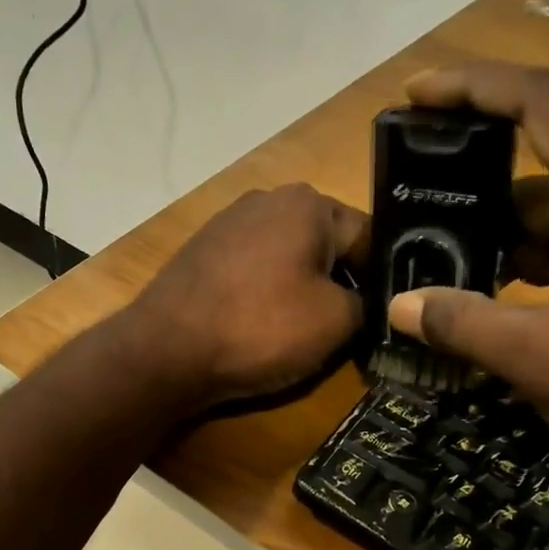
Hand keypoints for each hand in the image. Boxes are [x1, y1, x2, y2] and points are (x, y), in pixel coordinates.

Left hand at [121, 183, 367, 408]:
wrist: (166, 351)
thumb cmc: (261, 328)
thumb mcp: (337, 322)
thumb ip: (367, 304)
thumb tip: (365, 303)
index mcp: (308, 203)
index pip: (368, 237)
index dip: (382, 280)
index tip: (382, 316)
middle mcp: (267, 198)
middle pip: (325, 244)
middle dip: (338, 283)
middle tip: (345, 329)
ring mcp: (227, 223)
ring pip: (287, 258)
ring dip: (300, 290)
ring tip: (300, 332)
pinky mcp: (201, 252)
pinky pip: (252, 271)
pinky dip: (264, 295)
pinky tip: (259, 326)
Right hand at [387, 62, 548, 484]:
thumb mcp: (542, 358)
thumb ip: (464, 325)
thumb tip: (399, 307)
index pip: (543, 104)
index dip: (474, 87)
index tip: (419, 92)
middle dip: (485, 190)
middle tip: (429, 216)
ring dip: (517, 236)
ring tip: (462, 273)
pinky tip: (518, 302)